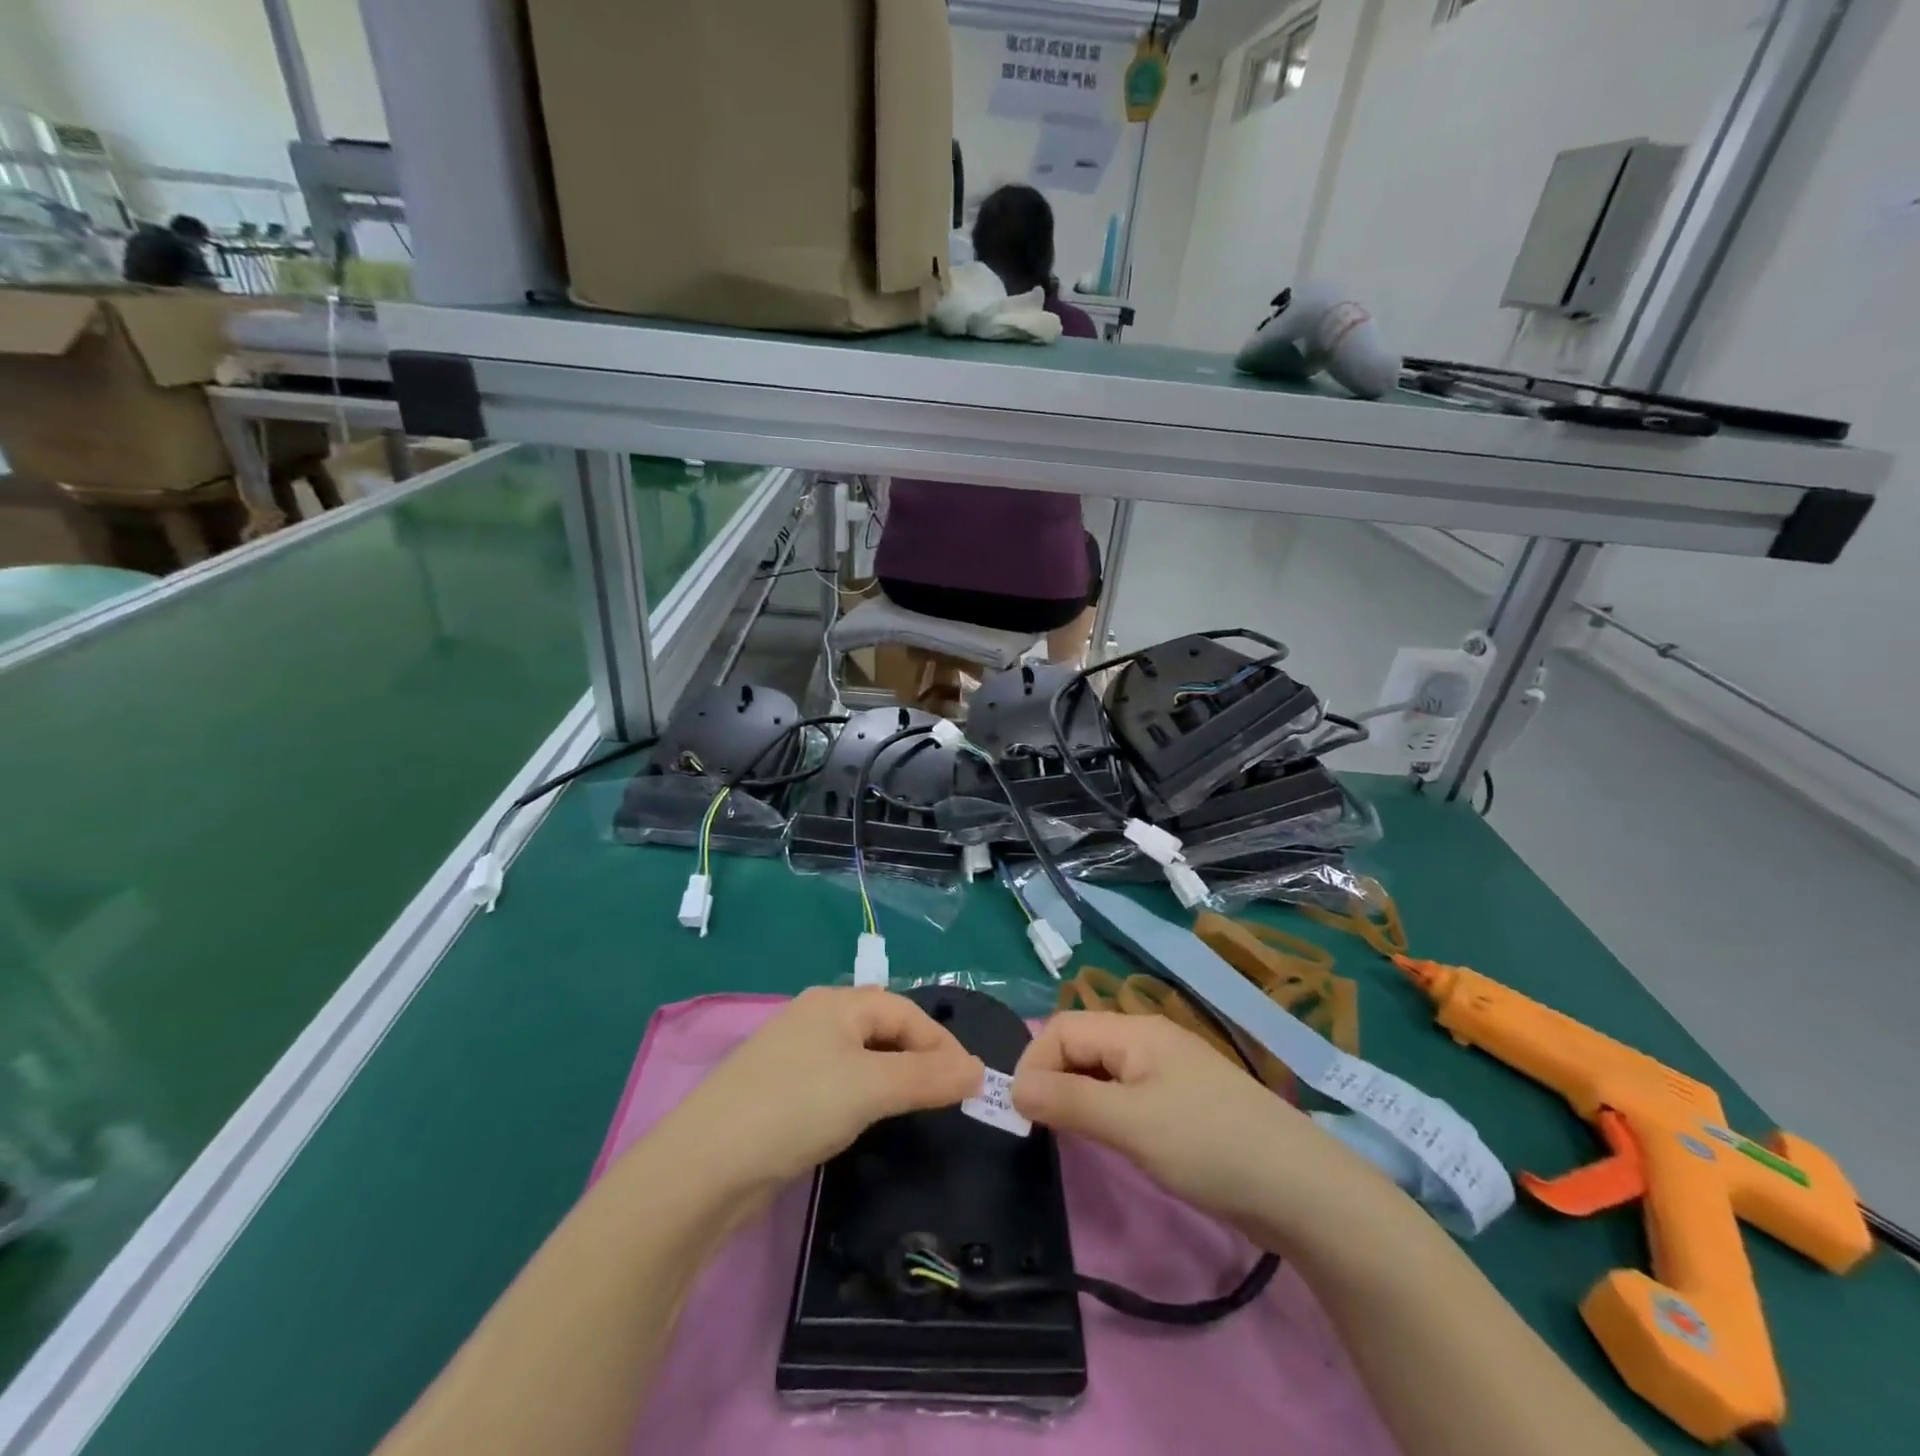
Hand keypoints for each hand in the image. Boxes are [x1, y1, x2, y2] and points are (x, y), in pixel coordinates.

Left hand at [657, 987, 983, 1192]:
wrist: (705, 1166)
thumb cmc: (796, 1108)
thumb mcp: (872, 1088)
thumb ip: (928, 1077)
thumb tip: (978, 1070)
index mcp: (836, 1003)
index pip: (905, 1011)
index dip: (941, 1043)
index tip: (970, 1083)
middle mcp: (815, 1018)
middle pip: (883, 1028)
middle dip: (919, 1057)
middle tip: (948, 1096)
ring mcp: (794, 1054)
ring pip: (860, 1057)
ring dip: (893, 1077)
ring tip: (916, 1108)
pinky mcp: (780, 1091)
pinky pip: (837, 1081)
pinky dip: (863, 1094)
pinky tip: (865, 1119)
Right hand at [1012, 1012, 1397, 1249]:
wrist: (1300, 1189)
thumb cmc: (1208, 1145)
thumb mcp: (1130, 1124)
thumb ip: (1068, 1100)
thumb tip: (1013, 1086)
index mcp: (1135, 1031)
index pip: (1062, 1028)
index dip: (1034, 1062)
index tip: (1022, 1113)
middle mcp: (1148, 1040)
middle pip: (1081, 1044)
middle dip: (1052, 1077)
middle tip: (1039, 1128)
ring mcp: (1168, 1072)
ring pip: (1102, 1070)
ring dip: (1076, 1095)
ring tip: (1065, 1135)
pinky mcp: (1182, 1103)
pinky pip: (1125, 1093)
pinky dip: (1104, 1110)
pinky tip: (1107, 1139)